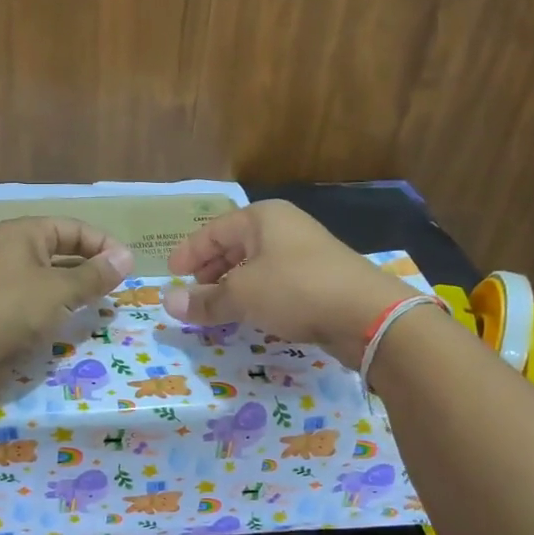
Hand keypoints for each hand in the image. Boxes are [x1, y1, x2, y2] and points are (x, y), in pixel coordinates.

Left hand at [0, 217, 134, 366]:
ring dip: (67, 285)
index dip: (103, 244)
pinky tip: (55, 316)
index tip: (126, 267)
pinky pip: (24, 294)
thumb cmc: (13, 309)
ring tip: (90, 303)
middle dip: (87, 266)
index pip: (72, 227)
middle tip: (112, 287)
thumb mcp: (61, 290)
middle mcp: (4, 247)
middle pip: (56, 248)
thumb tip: (127, 258)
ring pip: (40, 273)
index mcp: (21, 232)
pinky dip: (44, 301)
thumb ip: (95, 275)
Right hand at [165, 200, 409, 367]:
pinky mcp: (319, 279)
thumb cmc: (295, 289)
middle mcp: (284, 228)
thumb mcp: (242, 295)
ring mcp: (305, 253)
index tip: (171, 273)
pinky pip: (276, 283)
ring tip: (216, 307)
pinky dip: (257, 296)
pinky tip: (250, 315)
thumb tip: (167, 302)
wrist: (366, 314)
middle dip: (211, 270)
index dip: (190, 252)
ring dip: (233, 286)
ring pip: (256, 266)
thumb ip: (204, 300)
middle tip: (192, 292)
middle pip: (235, 246)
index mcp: (262, 219)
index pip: (213, 231)